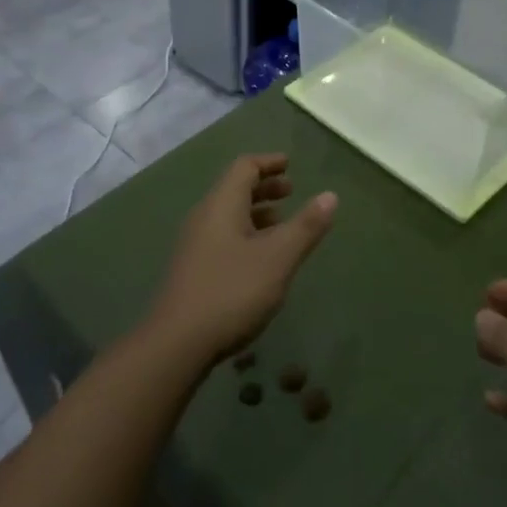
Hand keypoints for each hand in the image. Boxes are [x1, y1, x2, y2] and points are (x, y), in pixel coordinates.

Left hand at [145, 155, 335, 369]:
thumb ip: (305, 226)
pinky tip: (261, 258)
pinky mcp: (193, 270)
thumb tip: (330, 195)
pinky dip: (246, 233)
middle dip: (264, 187)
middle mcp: (205, 216)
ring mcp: (195, 244)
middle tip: (291, 191)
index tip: (290, 164)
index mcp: (222, 204)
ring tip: (282, 223)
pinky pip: (223, 236)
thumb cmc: (231, 291)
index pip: (244, 167)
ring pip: (229, 215)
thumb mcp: (278, 258)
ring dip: (256, 212)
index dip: (268, 162)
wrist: (176, 344)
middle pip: (235, 188)